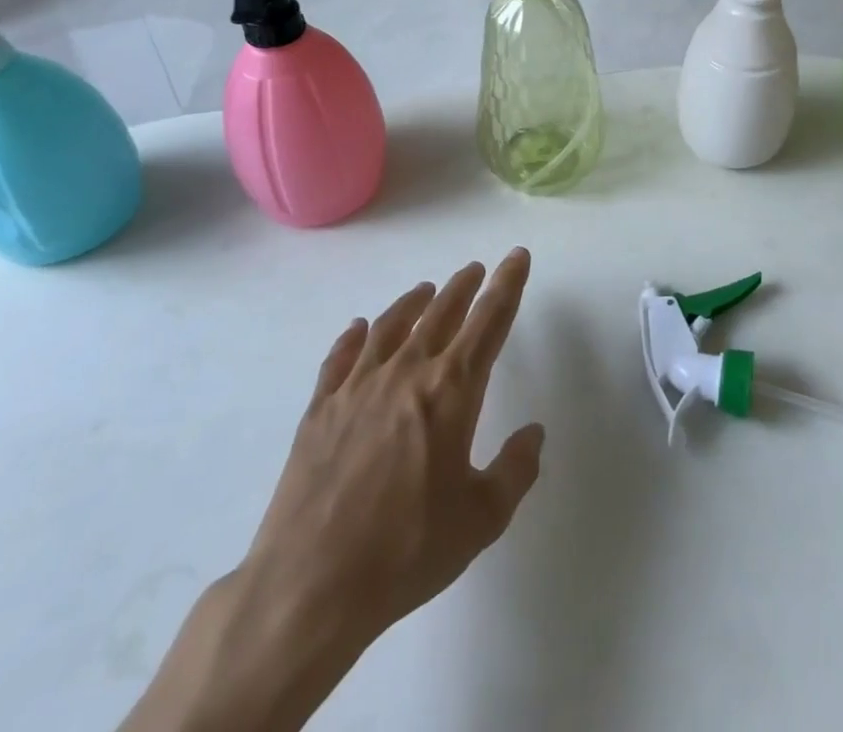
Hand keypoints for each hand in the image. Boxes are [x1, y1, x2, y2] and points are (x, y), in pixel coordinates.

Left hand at [121, 250, 543, 731]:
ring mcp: (358, 387)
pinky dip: (353, 337)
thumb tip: (533, 433)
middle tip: (476, 269)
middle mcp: (406, 373)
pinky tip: (358, 329)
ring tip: (426, 289)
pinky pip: (341, 357)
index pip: (489, 322)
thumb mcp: (481, 519)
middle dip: (464, 287)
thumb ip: (516, 470)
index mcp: (451, 391)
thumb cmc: (406, 552)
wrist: (309, 586)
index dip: (507, 285)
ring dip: (413, 301)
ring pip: (391, 325)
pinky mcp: (320, 408)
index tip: (516, 257)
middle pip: (441, 313)